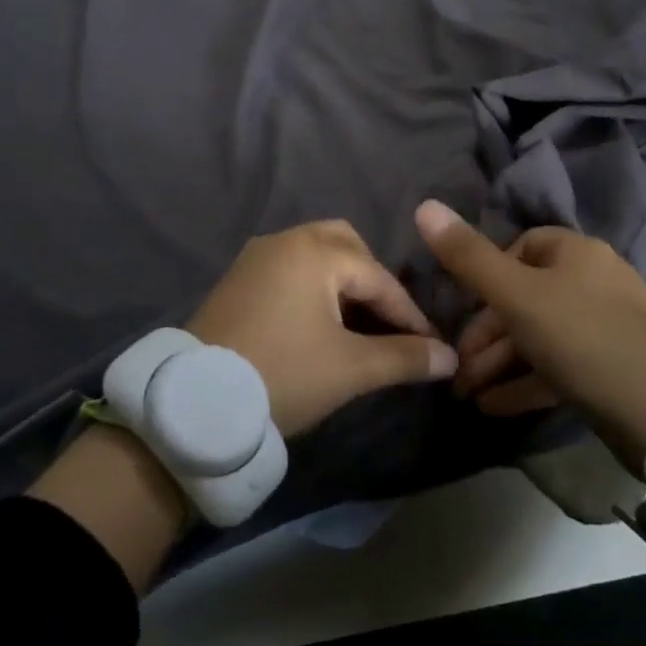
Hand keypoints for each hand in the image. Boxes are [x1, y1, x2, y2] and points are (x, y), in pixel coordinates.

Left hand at [186, 220, 458, 436]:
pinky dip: (313, 287)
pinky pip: (289, 269)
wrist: (195, 404)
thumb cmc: (283, 375)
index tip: (432, 345)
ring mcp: (256, 257)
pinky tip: (318, 323)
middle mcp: (285, 240)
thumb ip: (405, 357)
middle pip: (346, 245)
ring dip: (342, 282)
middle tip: (387, 322)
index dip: (409, 314)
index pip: (378, 278)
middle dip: (372, 281)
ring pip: (315, 254)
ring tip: (357, 325)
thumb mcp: (350, 369)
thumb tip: (450, 357)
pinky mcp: (237, 279)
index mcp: (315, 251)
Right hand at [414, 201, 645, 472]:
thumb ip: (468, 257)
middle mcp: (595, 282)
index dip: (488, 272)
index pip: (523, 246)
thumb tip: (424, 206)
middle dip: (486, 333)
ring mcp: (607, 327)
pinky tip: (493, 407)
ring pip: (539, 336)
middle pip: (526, 297)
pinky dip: (524, 382)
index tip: (464, 305)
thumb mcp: (517, 297)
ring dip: (499, 362)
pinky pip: (558, 367)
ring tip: (466, 394)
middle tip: (457, 368)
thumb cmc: (583, 339)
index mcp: (578, 253)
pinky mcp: (612, 369)